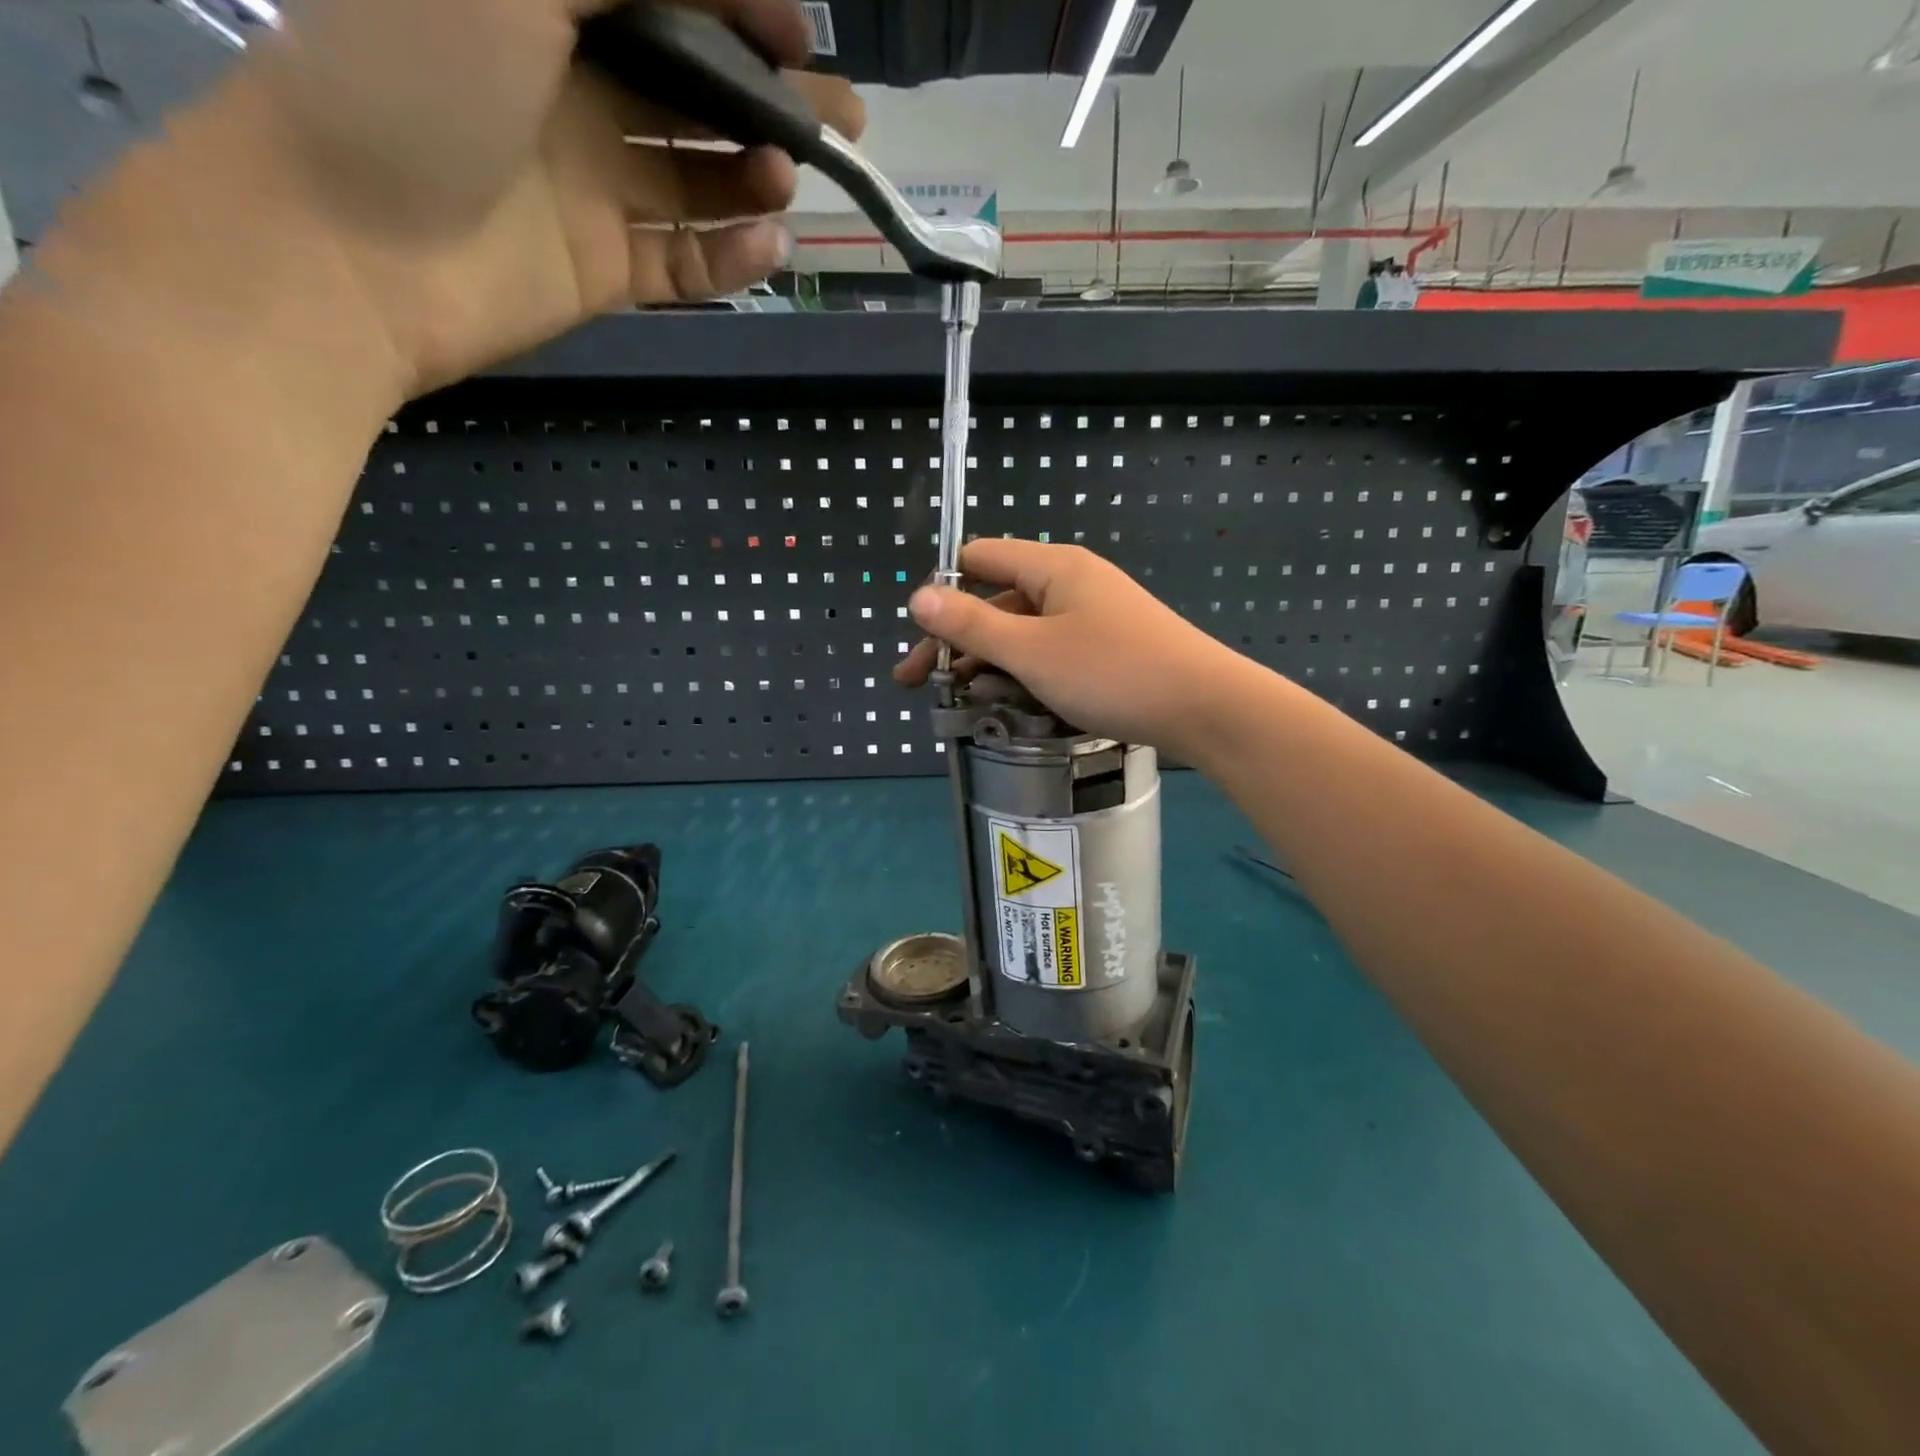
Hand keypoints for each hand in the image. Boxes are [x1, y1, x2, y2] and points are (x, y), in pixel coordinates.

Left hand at [220, 0, 862, 392]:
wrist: (352, 249)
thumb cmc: (411, 78)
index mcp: (543, 1)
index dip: (739, 7)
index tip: (801, 35)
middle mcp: (572, 87)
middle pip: (695, 92)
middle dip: (770, 103)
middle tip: (841, 125)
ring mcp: (591, 186)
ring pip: (701, 182)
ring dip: (755, 180)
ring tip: (787, 182)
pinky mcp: (605, 268)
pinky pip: (687, 262)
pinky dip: (732, 257)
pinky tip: (768, 246)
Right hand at [894, 539, 1263, 760]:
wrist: (1206, 708)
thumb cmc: (1113, 673)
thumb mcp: (1031, 652)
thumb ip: (971, 625)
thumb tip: (918, 595)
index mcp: (1052, 567)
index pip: (978, 559)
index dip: (942, 593)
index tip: (920, 640)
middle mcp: (1071, 583)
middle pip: (996, 601)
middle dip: (957, 642)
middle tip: (922, 686)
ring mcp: (1093, 617)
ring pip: (1024, 633)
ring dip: (989, 664)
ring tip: (964, 705)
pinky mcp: (1108, 649)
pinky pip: (1052, 654)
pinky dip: (1025, 675)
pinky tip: (1011, 706)